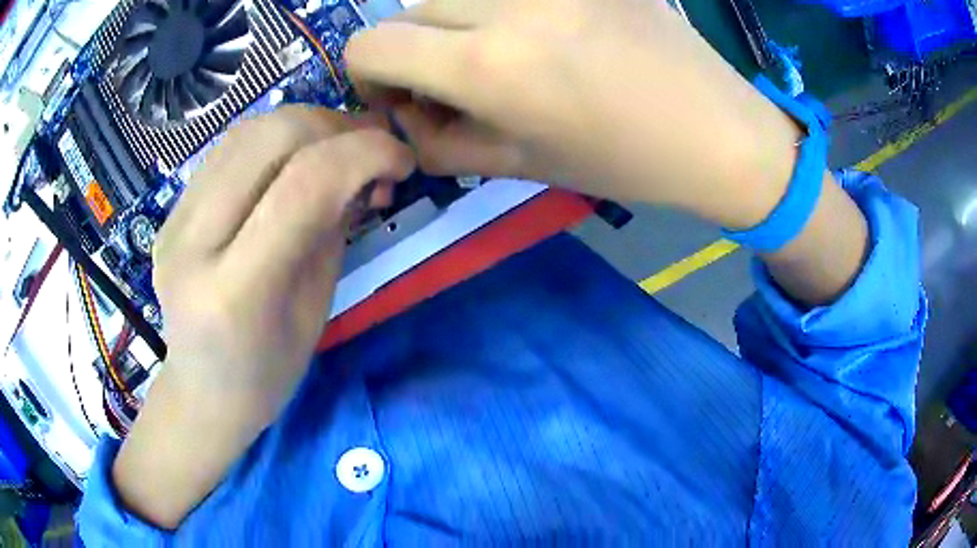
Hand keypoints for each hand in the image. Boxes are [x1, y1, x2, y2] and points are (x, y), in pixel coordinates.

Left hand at [114, 107, 413, 527]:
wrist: (202, 391)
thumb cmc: (267, 372)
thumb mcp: (316, 310)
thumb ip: (333, 230)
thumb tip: (361, 168)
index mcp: (236, 291)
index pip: (305, 185)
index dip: (366, 154)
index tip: (403, 160)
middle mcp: (193, 245)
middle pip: (271, 137)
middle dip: (335, 128)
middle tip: (368, 151)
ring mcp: (173, 222)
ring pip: (247, 131)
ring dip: (306, 125)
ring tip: (335, 150)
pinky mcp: (169, 211)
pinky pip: (228, 148)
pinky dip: (274, 139)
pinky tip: (292, 161)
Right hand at [346, 0, 800, 227]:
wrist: (718, 131)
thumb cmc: (625, 163)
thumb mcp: (521, 167)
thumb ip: (442, 144)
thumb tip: (406, 118)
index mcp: (487, 64)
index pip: (370, 45)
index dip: (368, 75)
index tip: (403, 97)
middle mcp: (506, 5)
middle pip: (409, 11)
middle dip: (415, 50)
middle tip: (456, 82)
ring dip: (456, 24)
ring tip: (503, 55)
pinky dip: (501, 10)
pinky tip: (541, 34)